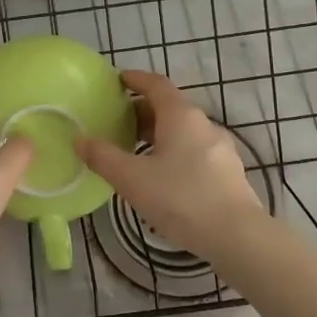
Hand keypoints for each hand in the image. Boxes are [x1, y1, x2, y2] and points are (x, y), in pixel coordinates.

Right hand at [77, 70, 265, 258]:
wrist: (237, 236)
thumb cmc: (181, 199)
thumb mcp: (132, 179)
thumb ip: (103, 157)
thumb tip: (79, 139)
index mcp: (181, 116)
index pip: (156, 84)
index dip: (135, 79)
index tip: (118, 81)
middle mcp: (204, 125)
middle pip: (170, 107)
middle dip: (143, 112)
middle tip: (118, 124)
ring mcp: (221, 149)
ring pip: (184, 131)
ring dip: (159, 135)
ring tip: (136, 152)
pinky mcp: (229, 172)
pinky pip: (196, 151)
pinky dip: (175, 152)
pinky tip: (163, 177)